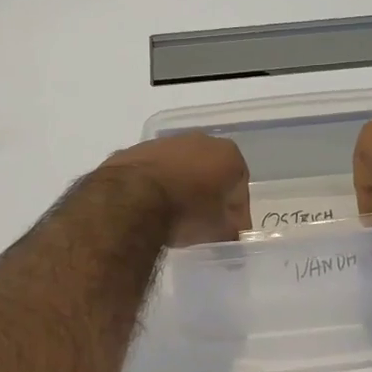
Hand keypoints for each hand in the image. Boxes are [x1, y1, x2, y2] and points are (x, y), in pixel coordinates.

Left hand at [101, 133, 250, 246]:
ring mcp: (166, 142)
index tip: (230, 231)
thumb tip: (229, 231)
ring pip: (182, 167)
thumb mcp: (218, 230)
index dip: (237, 212)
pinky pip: (156, 170)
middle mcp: (200, 140)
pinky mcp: (138, 149)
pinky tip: (151, 206)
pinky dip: (157, 184)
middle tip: (204, 222)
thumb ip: (230, 229)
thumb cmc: (186, 211)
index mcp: (228, 154)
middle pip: (212, 171)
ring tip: (175, 215)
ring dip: (182, 187)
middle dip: (210, 194)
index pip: (240, 187)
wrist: (131, 199)